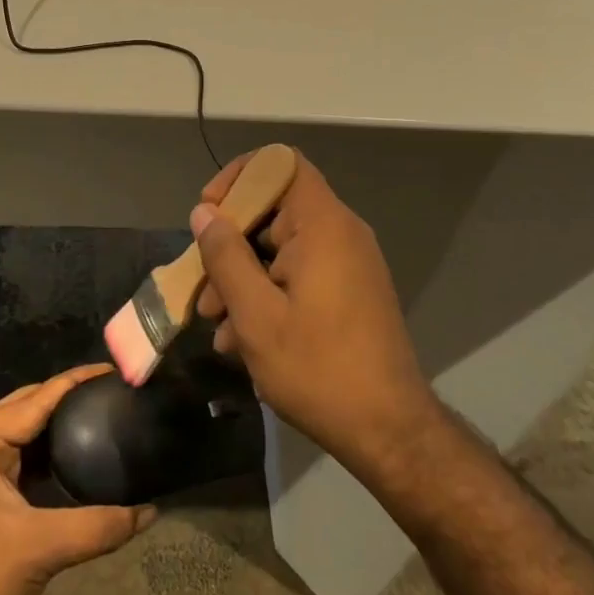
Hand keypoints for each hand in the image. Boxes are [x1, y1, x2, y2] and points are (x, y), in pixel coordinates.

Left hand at [0, 365, 155, 594]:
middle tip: (111, 395)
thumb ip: (98, 526)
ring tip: (100, 418)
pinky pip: (13, 459)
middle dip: (66, 399)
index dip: (75, 382)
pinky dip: (43, 454)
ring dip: (55, 427)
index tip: (112, 371)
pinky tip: (74, 458)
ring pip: (18, 434)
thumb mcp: (40, 550)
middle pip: (24, 408)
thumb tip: (149, 512)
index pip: (33, 399)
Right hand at [192, 151, 436, 469]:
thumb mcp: (256, 315)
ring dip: (244, 278)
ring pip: (281, 247)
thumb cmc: (318, 368)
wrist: (389, 431)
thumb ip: (225, 256)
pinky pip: (300, 273)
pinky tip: (244, 341)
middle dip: (230, 245)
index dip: (238, 178)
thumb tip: (204, 212)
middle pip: (274, 209)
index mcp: (323, 225)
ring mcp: (348, 263)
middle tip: (205, 291)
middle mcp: (340, 233)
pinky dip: (269, 294)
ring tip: (220, 328)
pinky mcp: (350, 292)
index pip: (279, 164)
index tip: (210, 216)